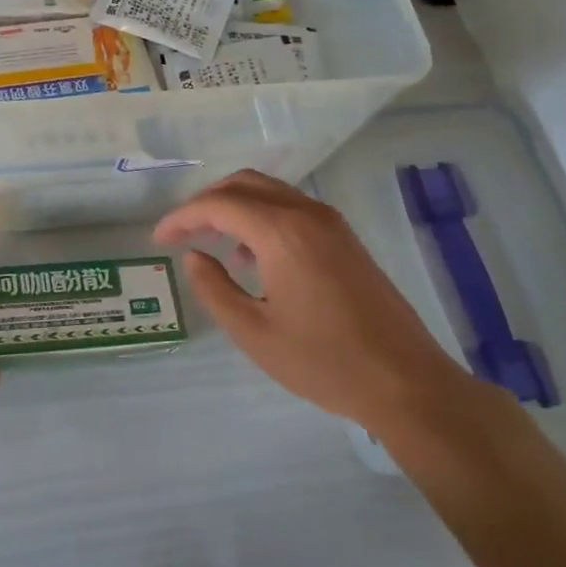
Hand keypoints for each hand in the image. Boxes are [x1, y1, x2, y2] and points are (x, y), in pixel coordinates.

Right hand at [154, 170, 473, 429]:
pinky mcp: (345, 238)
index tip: (159, 239)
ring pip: (270, 191)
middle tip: (181, 232)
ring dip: (235, 206)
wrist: (406, 382)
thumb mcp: (254, 333)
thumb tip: (194, 256)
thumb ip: (214, 289)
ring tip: (213, 244)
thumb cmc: (324, 362)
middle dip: (206, 202)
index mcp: (282, 232)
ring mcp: (331, 223)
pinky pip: (291, 208)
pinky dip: (262, 217)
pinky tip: (253, 256)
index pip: (218, 205)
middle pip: (244, 184)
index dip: (182, 217)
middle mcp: (307, 214)